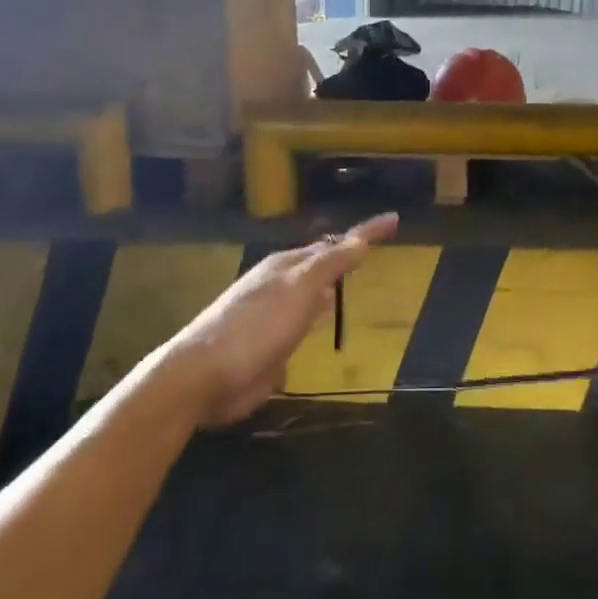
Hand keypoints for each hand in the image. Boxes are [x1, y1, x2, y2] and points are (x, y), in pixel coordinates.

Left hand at [171, 213, 398, 426]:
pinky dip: (314, 322)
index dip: (366, 232)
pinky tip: (320, 328)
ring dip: (328, 290)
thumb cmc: (256, 327)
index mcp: (286, 266)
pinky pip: (300, 329)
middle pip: (319, 266)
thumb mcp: (300, 288)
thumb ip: (331, 264)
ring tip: (348, 283)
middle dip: (342, 257)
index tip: (395, 220)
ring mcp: (271, 318)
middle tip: (369, 249)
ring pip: (309, 297)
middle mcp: (279, 286)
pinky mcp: (268, 350)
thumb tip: (360, 239)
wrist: (203, 378)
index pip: (336, 243)